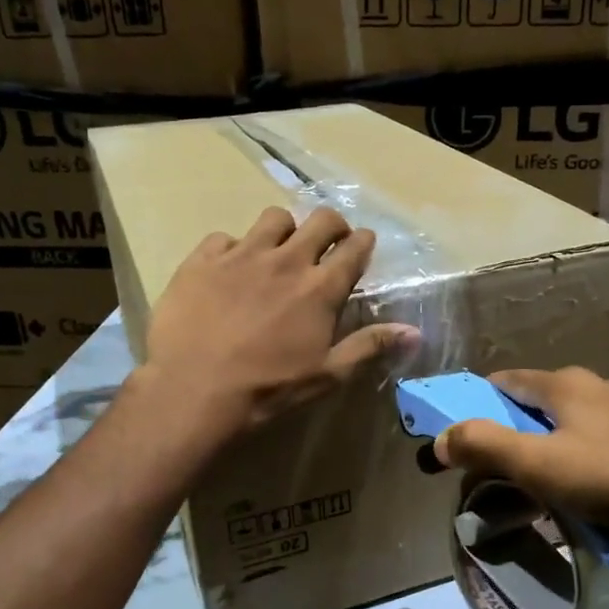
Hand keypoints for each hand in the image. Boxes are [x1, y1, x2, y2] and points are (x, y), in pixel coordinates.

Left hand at [141, 206, 419, 436]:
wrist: (193, 391)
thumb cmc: (267, 389)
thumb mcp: (326, 375)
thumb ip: (370, 346)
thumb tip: (415, 332)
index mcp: (320, 288)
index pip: (354, 248)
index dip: (363, 242)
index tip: (362, 244)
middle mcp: (286, 260)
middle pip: (321, 220)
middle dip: (332, 225)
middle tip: (328, 241)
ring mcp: (242, 255)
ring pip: (273, 218)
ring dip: (284, 230)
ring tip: (277, 251)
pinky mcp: (202, 259)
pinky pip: (224, 237)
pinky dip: (232, 249)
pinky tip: (227, 271)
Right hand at [433, 367, 608, 606]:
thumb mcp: (539, 465)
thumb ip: (485, 446)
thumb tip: (440, 437)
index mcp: (566, 383)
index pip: (505, 380)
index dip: (477, 404)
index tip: (463, 437)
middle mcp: (599, 386)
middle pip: (540, 404)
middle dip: (515, 434)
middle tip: (502, 473)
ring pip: (576, 426)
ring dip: (554, 451)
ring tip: (546, 491)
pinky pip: (608, 447)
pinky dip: (589, 465)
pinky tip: (595, 498)